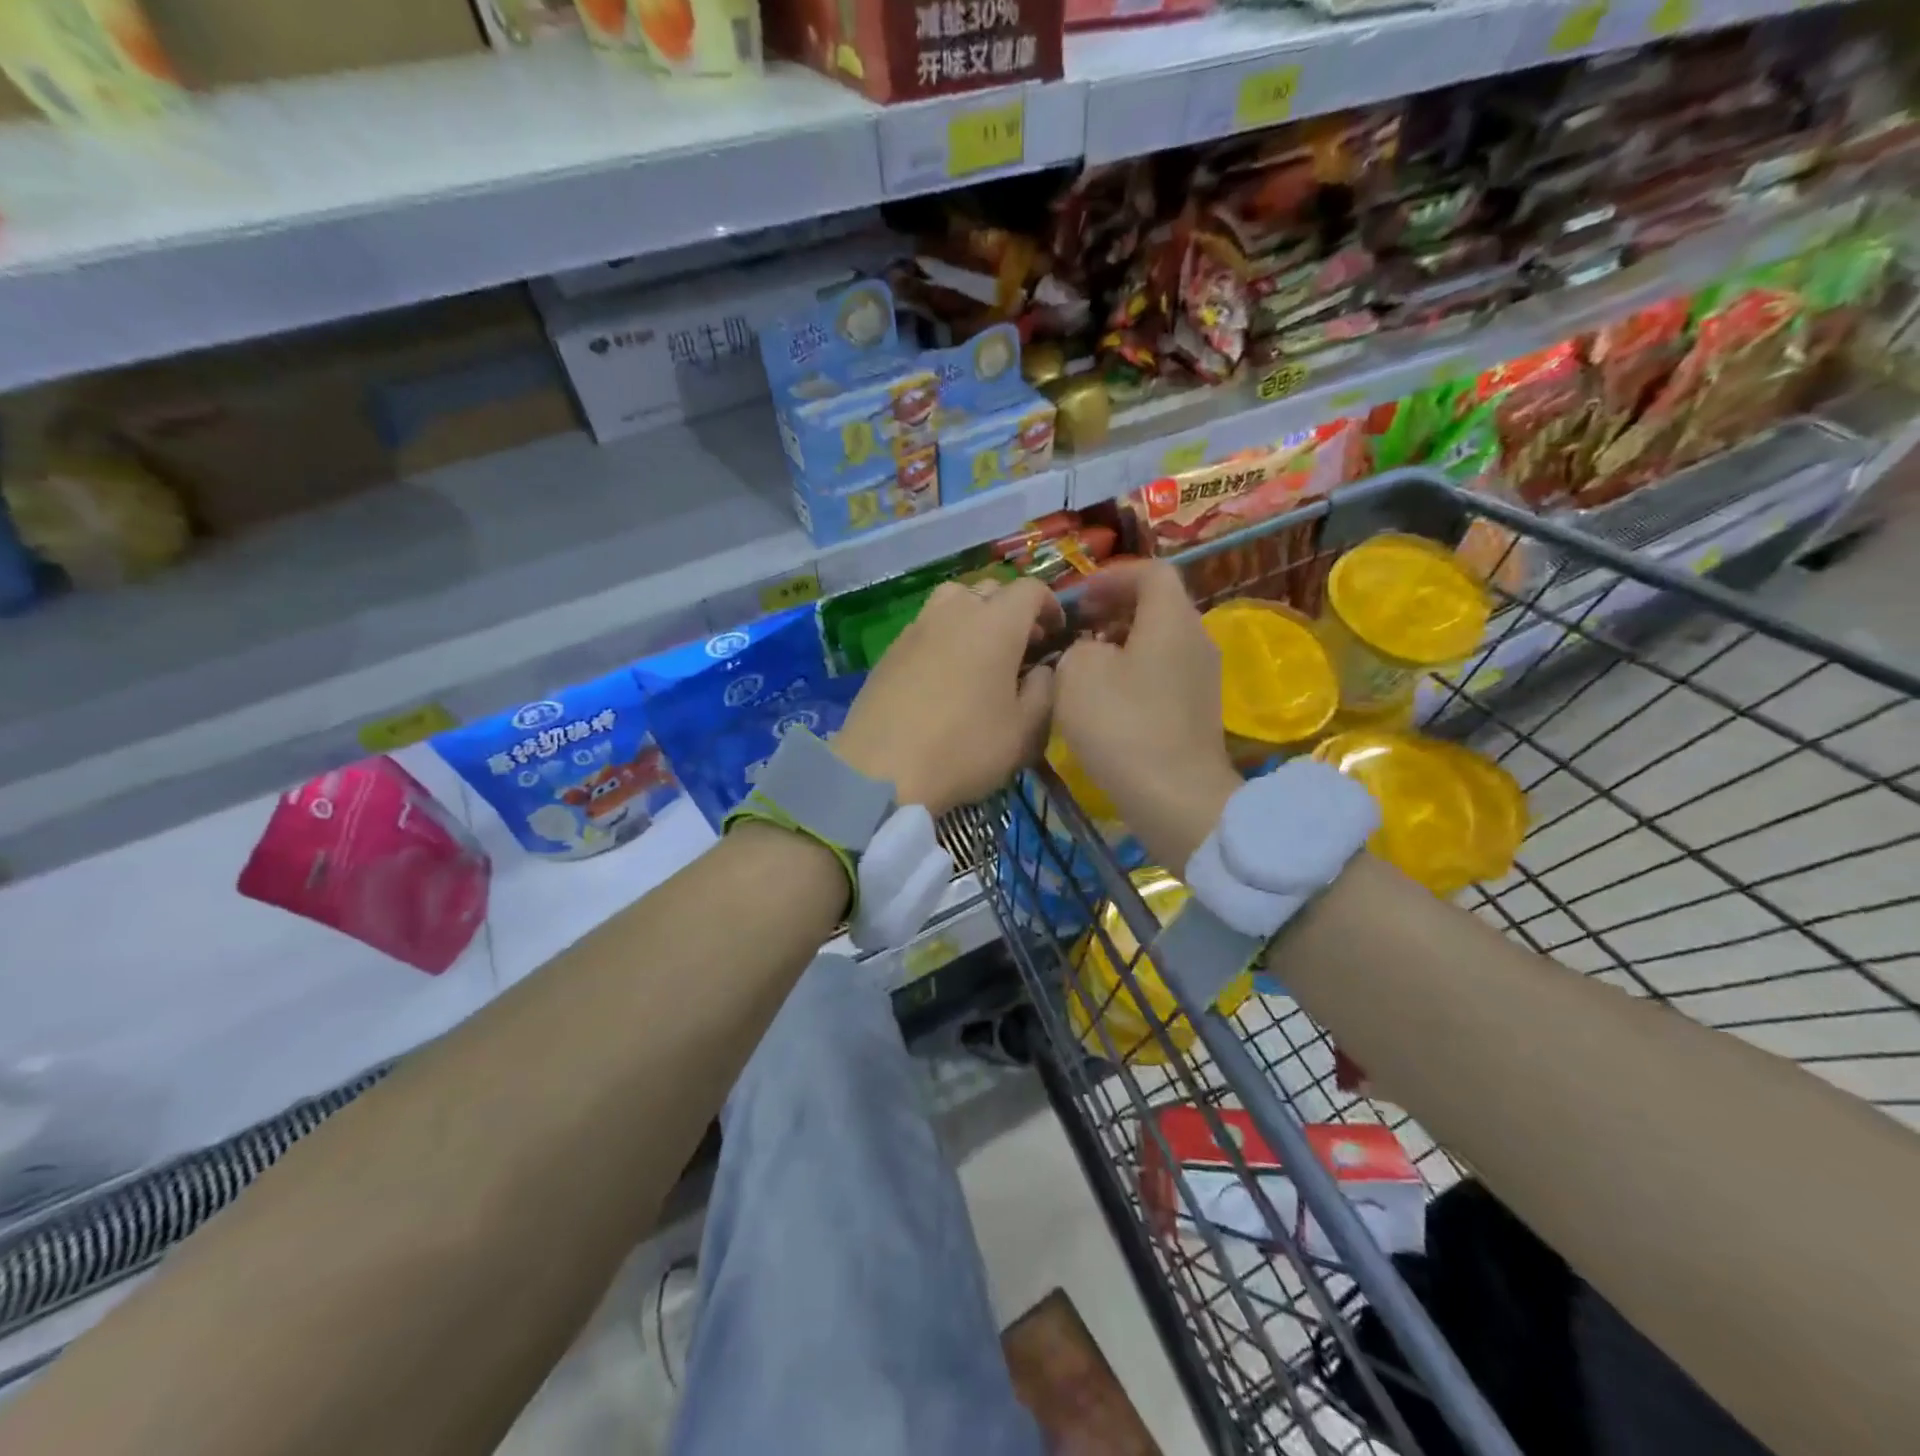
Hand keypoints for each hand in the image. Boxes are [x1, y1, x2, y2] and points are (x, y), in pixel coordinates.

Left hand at [833, 578, 1061, 815]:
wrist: (881, 769)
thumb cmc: (965, 748)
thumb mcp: (1025, 731)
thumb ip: (1045, 691)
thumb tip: (1043, 670)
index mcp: (996, 623)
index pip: (1030, 589)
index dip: (1049, 606)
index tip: (1055, 635)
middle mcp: (955, 612)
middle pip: (990, 589)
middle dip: (1012, 610)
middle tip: (1021, 647)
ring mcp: (917, 627)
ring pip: (953, 600)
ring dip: (974, 616)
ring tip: (980, 653)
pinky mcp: (890, 649)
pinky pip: (926, 626)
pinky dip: (944, 636)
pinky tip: (944, 674)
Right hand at [1053, 561, 1241, 871]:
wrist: (1174, 797)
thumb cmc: (1122, 725)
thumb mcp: (1076, 673)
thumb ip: (1076, 646)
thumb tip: (1089, 651)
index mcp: (1172, 619)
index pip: (1150, 571)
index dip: (1111, 576)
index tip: (1079, 599)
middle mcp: (1195, 640)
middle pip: (1156, 606)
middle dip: (1113, 610)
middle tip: (1076, 629)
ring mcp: (1201, 678)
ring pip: (1158, 642)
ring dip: (1120, 643)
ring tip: (1082, 665)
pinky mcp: (1195, 711)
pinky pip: (1161, 673)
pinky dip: (1132, 673)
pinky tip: (1103, 700)